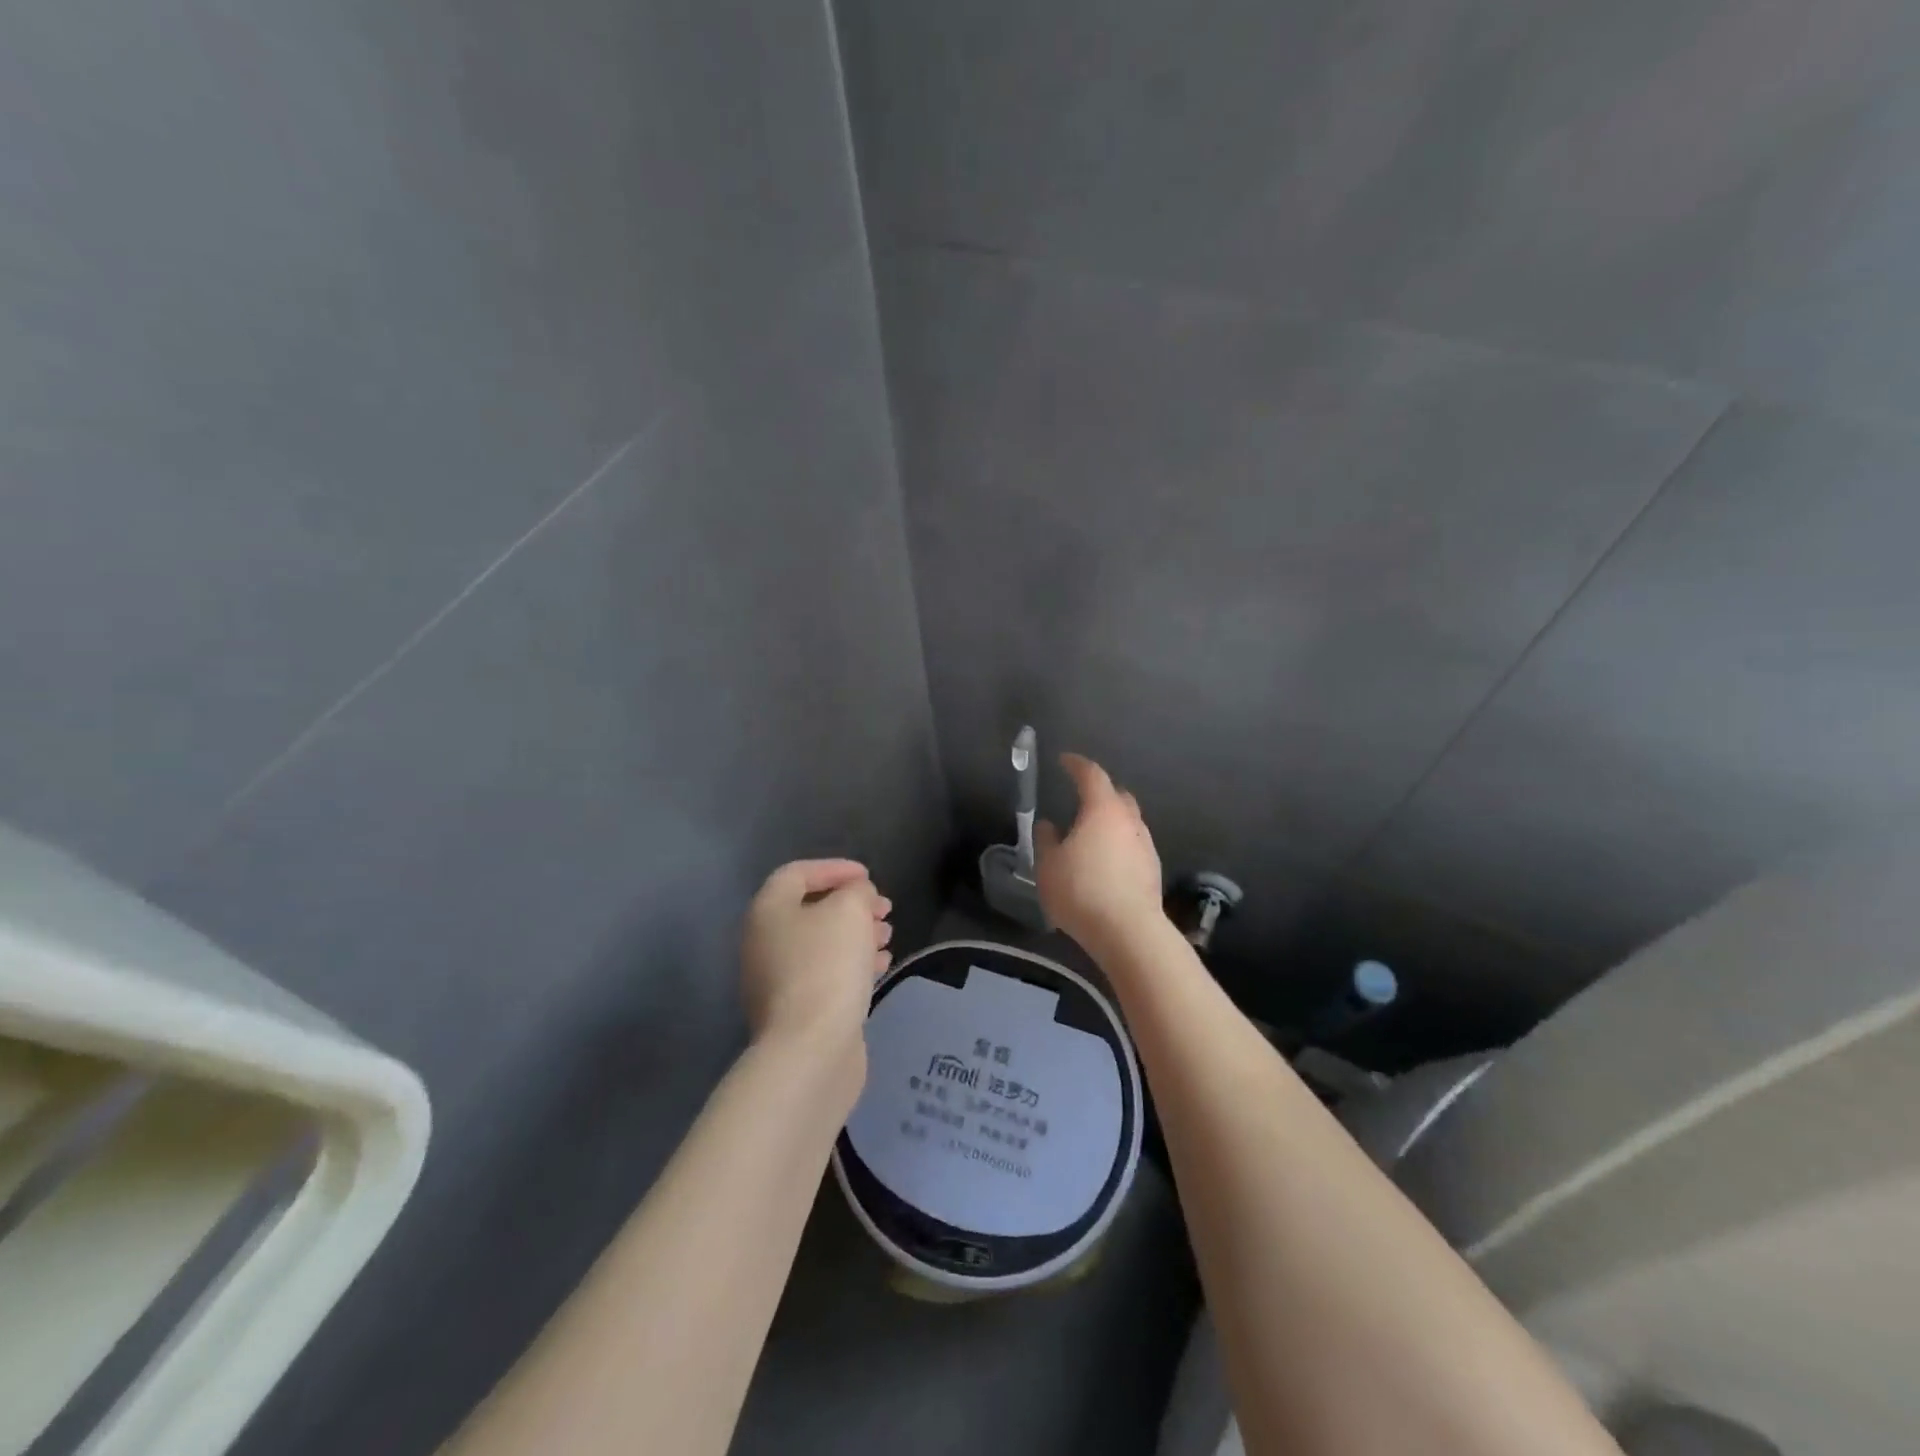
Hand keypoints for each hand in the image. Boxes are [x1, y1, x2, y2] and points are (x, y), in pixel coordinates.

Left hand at [741, 860, 892, 1060]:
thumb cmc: (827, 966)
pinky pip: (826, 974)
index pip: (797, 873)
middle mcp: (764, 942)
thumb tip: (856, 895)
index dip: (834, 868)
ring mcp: (777, 980)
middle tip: (884, 909)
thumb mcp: (849, 911)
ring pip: (821, 944)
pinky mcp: (796, 1011)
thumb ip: (856, 892)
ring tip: (888, 936)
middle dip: (851, 905)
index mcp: (768, 911)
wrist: (811, 1049)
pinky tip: (882, 966)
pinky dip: (853, 964)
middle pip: (810, 910)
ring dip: (857, 934)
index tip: (868, 877)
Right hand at [1035, 753, 1165, 952]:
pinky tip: (1106, 861)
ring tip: (1091, 834)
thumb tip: (1048, 825)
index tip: (1064, 760)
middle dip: (1100, 791)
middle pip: (1118, 795)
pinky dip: (1119, 844)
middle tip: (1080, 797)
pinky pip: (1133, 845)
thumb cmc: (1081, 891)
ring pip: (1128, 821)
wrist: (1128, 932)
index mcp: (1102, 810)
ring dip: (1111, 821)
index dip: (1076, 764)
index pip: (1091, 774)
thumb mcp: (1048, 865)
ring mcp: (1145, 845)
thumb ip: (1046, 840)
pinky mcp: (1153, 870)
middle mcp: (1129, 820)